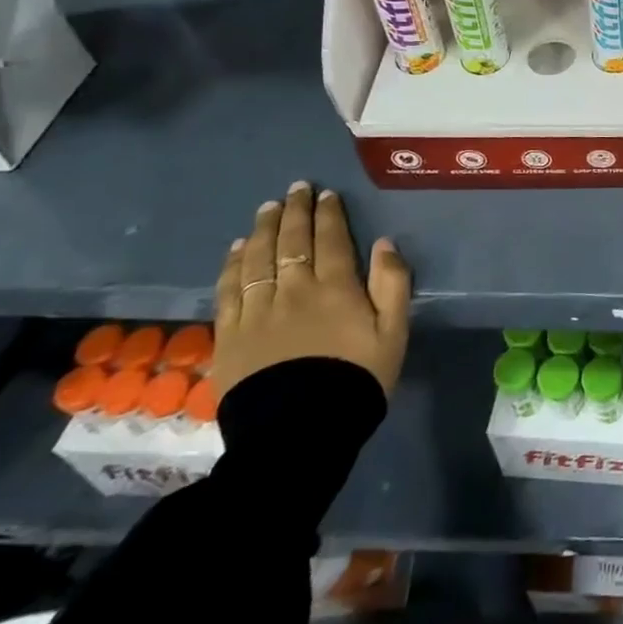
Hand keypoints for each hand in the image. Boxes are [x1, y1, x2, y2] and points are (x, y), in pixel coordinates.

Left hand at [211, 181, 412, 400]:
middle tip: (296, 189)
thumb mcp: (393, 333)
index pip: (331, 238)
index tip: (327, 195)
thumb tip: (384, 243)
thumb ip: (393, 284)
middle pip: (292, 241)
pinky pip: (229, 289)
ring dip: (264, 229)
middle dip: (295, 211)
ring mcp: (258, 311)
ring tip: (267, 209)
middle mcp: (294, 290)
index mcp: (336, 288)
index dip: (329, 213)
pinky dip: (233, 264)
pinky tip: (237, 249)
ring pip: (258, 258)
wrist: (299, 435)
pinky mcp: (230, 335)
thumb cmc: (356, 380)